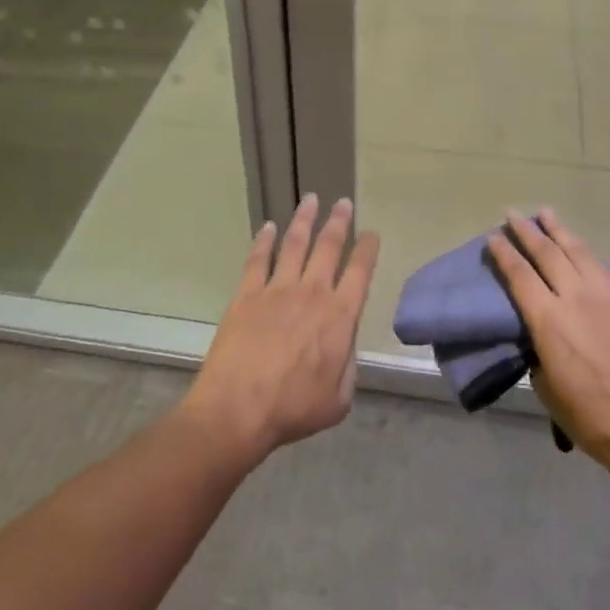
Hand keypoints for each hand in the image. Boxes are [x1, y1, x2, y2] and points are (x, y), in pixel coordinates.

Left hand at [182, 195, 378, 465]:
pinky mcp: (247, 293)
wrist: (238, 409)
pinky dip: (265, 240)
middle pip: (329, 247)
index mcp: (340, 316)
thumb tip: (344, 346)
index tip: (371, 233)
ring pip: (295, 243)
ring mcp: (277, 289)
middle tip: (343, 202)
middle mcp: (312, 293)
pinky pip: (258, 259)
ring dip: (305, 219)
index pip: (360, 272)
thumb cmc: (293, 409)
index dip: (367, 250)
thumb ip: (348, 367)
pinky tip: (269, 226)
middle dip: (339, 222)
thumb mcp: (338, 400)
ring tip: (310, 199)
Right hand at [488, 209, 609, 490]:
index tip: (493, 237)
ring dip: (559, 230)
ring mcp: (607, 295)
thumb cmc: (590, 417)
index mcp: (549, 320)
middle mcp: (576, 297)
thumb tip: (538, 331)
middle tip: (513, 215)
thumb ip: (538, 347)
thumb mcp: (546, 385)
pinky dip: (585, 253)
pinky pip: (602, 267)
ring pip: (578, 251)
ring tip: (546, 214)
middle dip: (527, 231)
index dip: (504, 253)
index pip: (519, 275)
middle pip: (547, 252)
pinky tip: (580, 249)